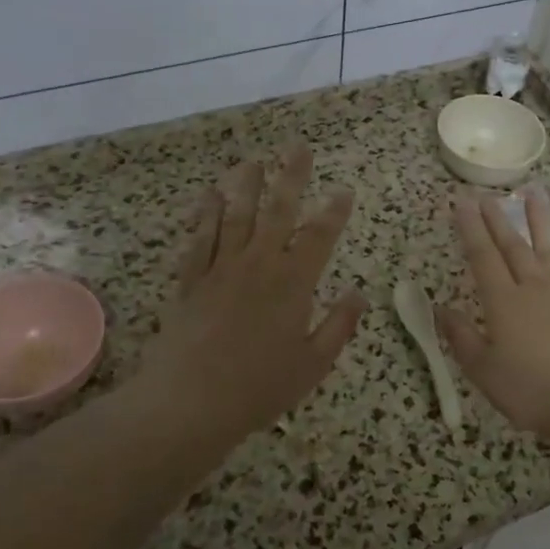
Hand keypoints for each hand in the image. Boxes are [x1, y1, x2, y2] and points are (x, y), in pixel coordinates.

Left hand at [135, 145, 366, 450]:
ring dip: (246, 185)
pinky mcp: (191, 279)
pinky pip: (200, 237)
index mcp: (293, 283)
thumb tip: (359, 294)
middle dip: (291, 176)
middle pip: (278, 210)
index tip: (344, 189)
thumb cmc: (260, 387)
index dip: (334, 210)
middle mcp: (258, 264)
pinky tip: (210, 195)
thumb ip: (339, 326)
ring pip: (236, 214)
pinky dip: (206, 213)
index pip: (320, 236)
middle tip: (298, 147)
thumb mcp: (313, 364)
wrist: (190, 401)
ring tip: (253, 160)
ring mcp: (221, 268)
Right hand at [439, 190, 549, 439]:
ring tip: (533, 194)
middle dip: (497, 219)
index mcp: (502, 301)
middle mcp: (532, 287)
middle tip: (487, 196)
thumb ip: (461, 337)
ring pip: (548, 249)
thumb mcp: (483, 370)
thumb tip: (440, 309)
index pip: (482, 256)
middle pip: (512, 246)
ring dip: (539, 221)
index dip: (470, 229)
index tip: (461, 203)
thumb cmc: (530, 389)